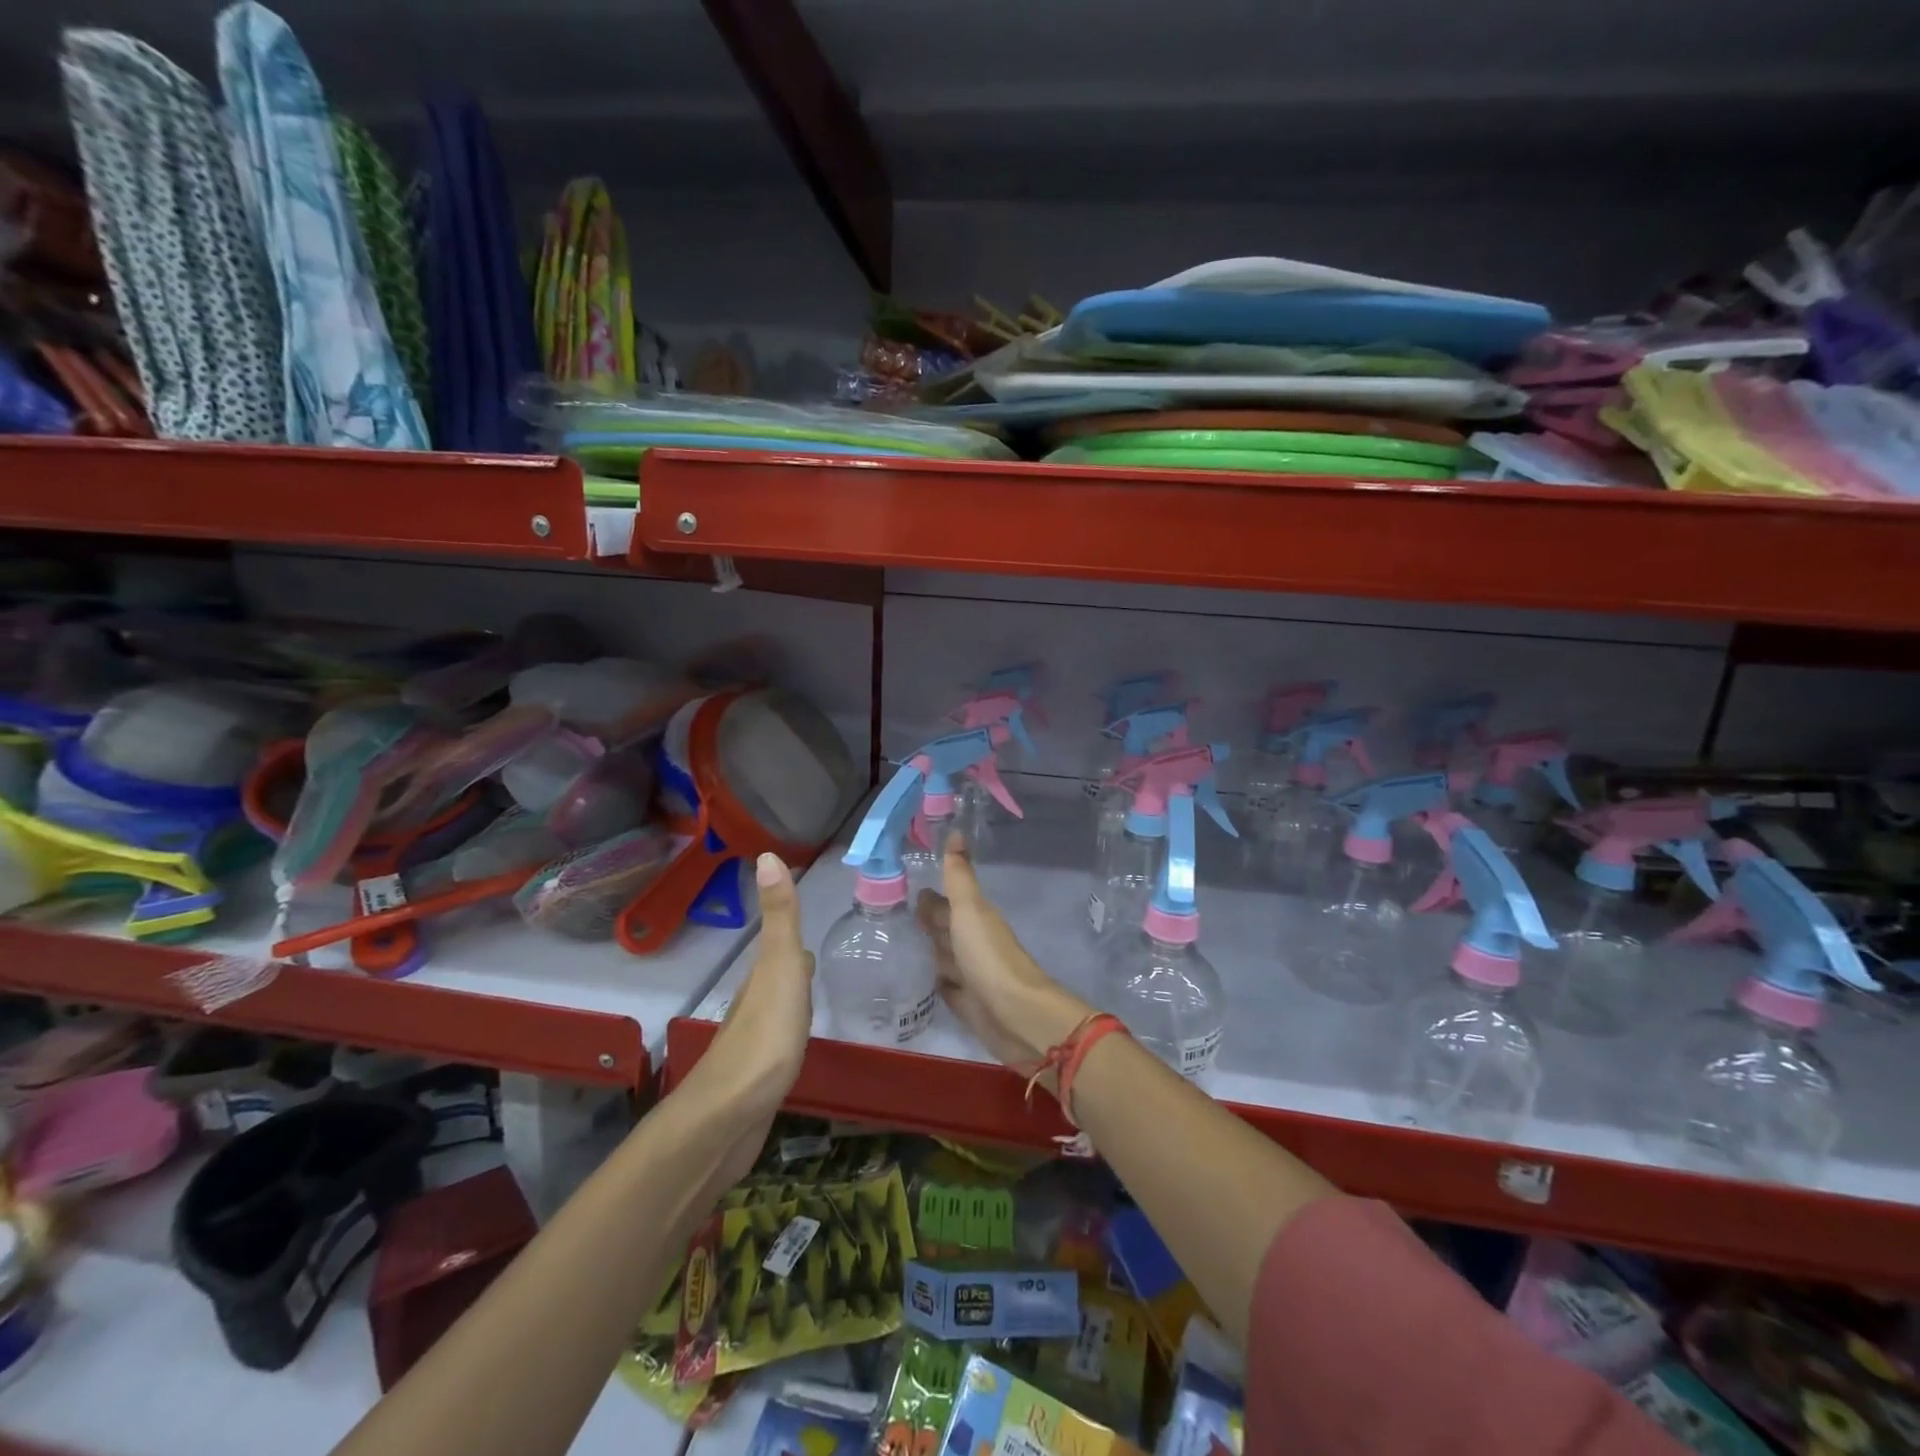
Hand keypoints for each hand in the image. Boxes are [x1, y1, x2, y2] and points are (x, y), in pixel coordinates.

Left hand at [680, 852, 814, 1188]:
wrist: (731, 1115)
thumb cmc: (765, 1035)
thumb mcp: (779, 967)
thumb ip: (780, 917)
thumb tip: (766, 854)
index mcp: (763, 977)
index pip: (781, 949)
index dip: (793, 938)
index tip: (812, 934)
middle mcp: (754, 1005)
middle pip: (777, 979)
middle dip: (796, 969)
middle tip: (822, 963)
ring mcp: (755, 1043)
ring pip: (777, 1012)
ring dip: (793, 1002)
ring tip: (817, 1000)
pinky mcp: (758, 1078)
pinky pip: (779, 1044)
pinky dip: (791, 1035)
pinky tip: (799, 1046)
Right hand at [916, 836, 1091, 1088]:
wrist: (1015, 1014)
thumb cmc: (989, 956)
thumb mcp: (970, 910)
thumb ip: (959, 876)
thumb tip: (956, 831)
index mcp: (974, 918)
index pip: (945, 902)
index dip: (928, 896)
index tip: (901, 887)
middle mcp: (971, 942)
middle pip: (944, 928)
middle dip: (924, 922)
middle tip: (890, 916)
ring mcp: (968, 973)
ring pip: (942, 956)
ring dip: (925, 950)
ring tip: (895, 944)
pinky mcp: (964, 1002)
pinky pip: (942, 985)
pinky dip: (929, 980)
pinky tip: (912, 978)